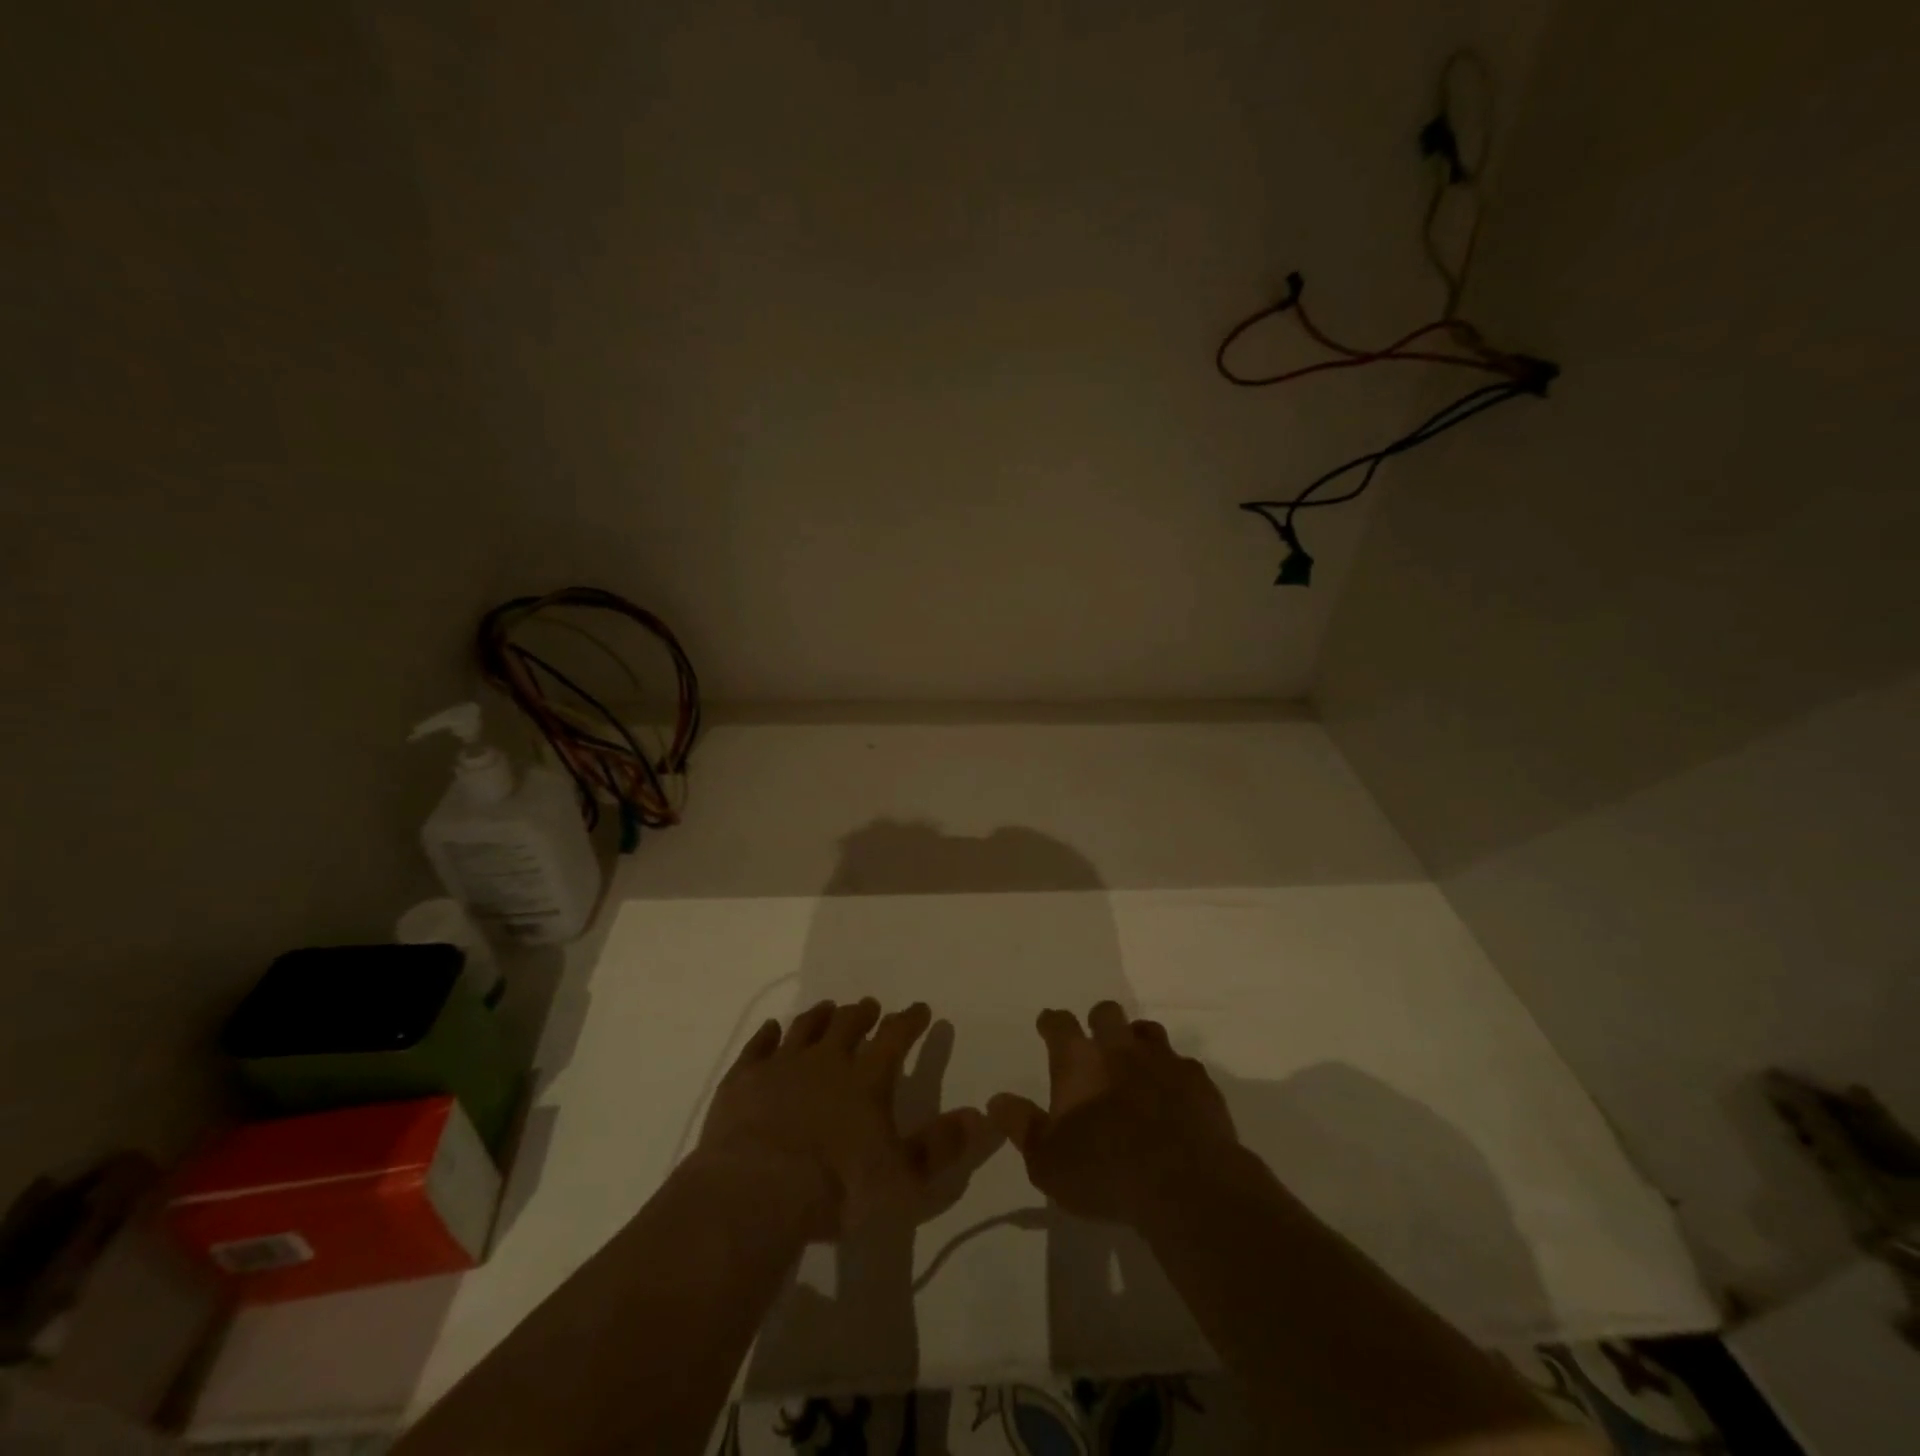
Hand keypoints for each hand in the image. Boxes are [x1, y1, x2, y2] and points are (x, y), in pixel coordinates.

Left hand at [696, 999, 987, 1239]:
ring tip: (829, 1008)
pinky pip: (759, 1046)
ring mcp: (782, 1065)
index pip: (896, 1036)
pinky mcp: (744, 1079)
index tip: (920, 1009)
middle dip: (864, 1013)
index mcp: (868, 1078)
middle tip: (870, 1006)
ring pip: (806, 1027)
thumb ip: (942, 1145)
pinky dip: (767, 1035)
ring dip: (821, 1016)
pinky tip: (772, 1029)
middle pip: (849, 1023)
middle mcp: (827, 1060)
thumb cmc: (838, 1188)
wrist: (756, 1192)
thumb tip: (981, 1115)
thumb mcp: (903, 1177)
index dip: (911, 1020)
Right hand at [988, 1002, 1241, 1227]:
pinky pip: (1184, 1065)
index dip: (1052, 1022)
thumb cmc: (1104, 1171)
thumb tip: (996, 1100)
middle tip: (1096, 1042)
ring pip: (1147, 1031)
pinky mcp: (1199, 1082)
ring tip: (1135, 1064)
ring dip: (1138, 1042)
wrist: (1185, 1184)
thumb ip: (1022, 1126)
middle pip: (1107, 1013)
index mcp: (1078, 1060)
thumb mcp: (1047, 1161)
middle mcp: (1119, 1048)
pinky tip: (1174, 1095)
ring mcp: (1163, 1061)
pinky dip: (1174, 1075)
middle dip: (1099, 1021)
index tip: (1048, 1025)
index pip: (1059, 1024)